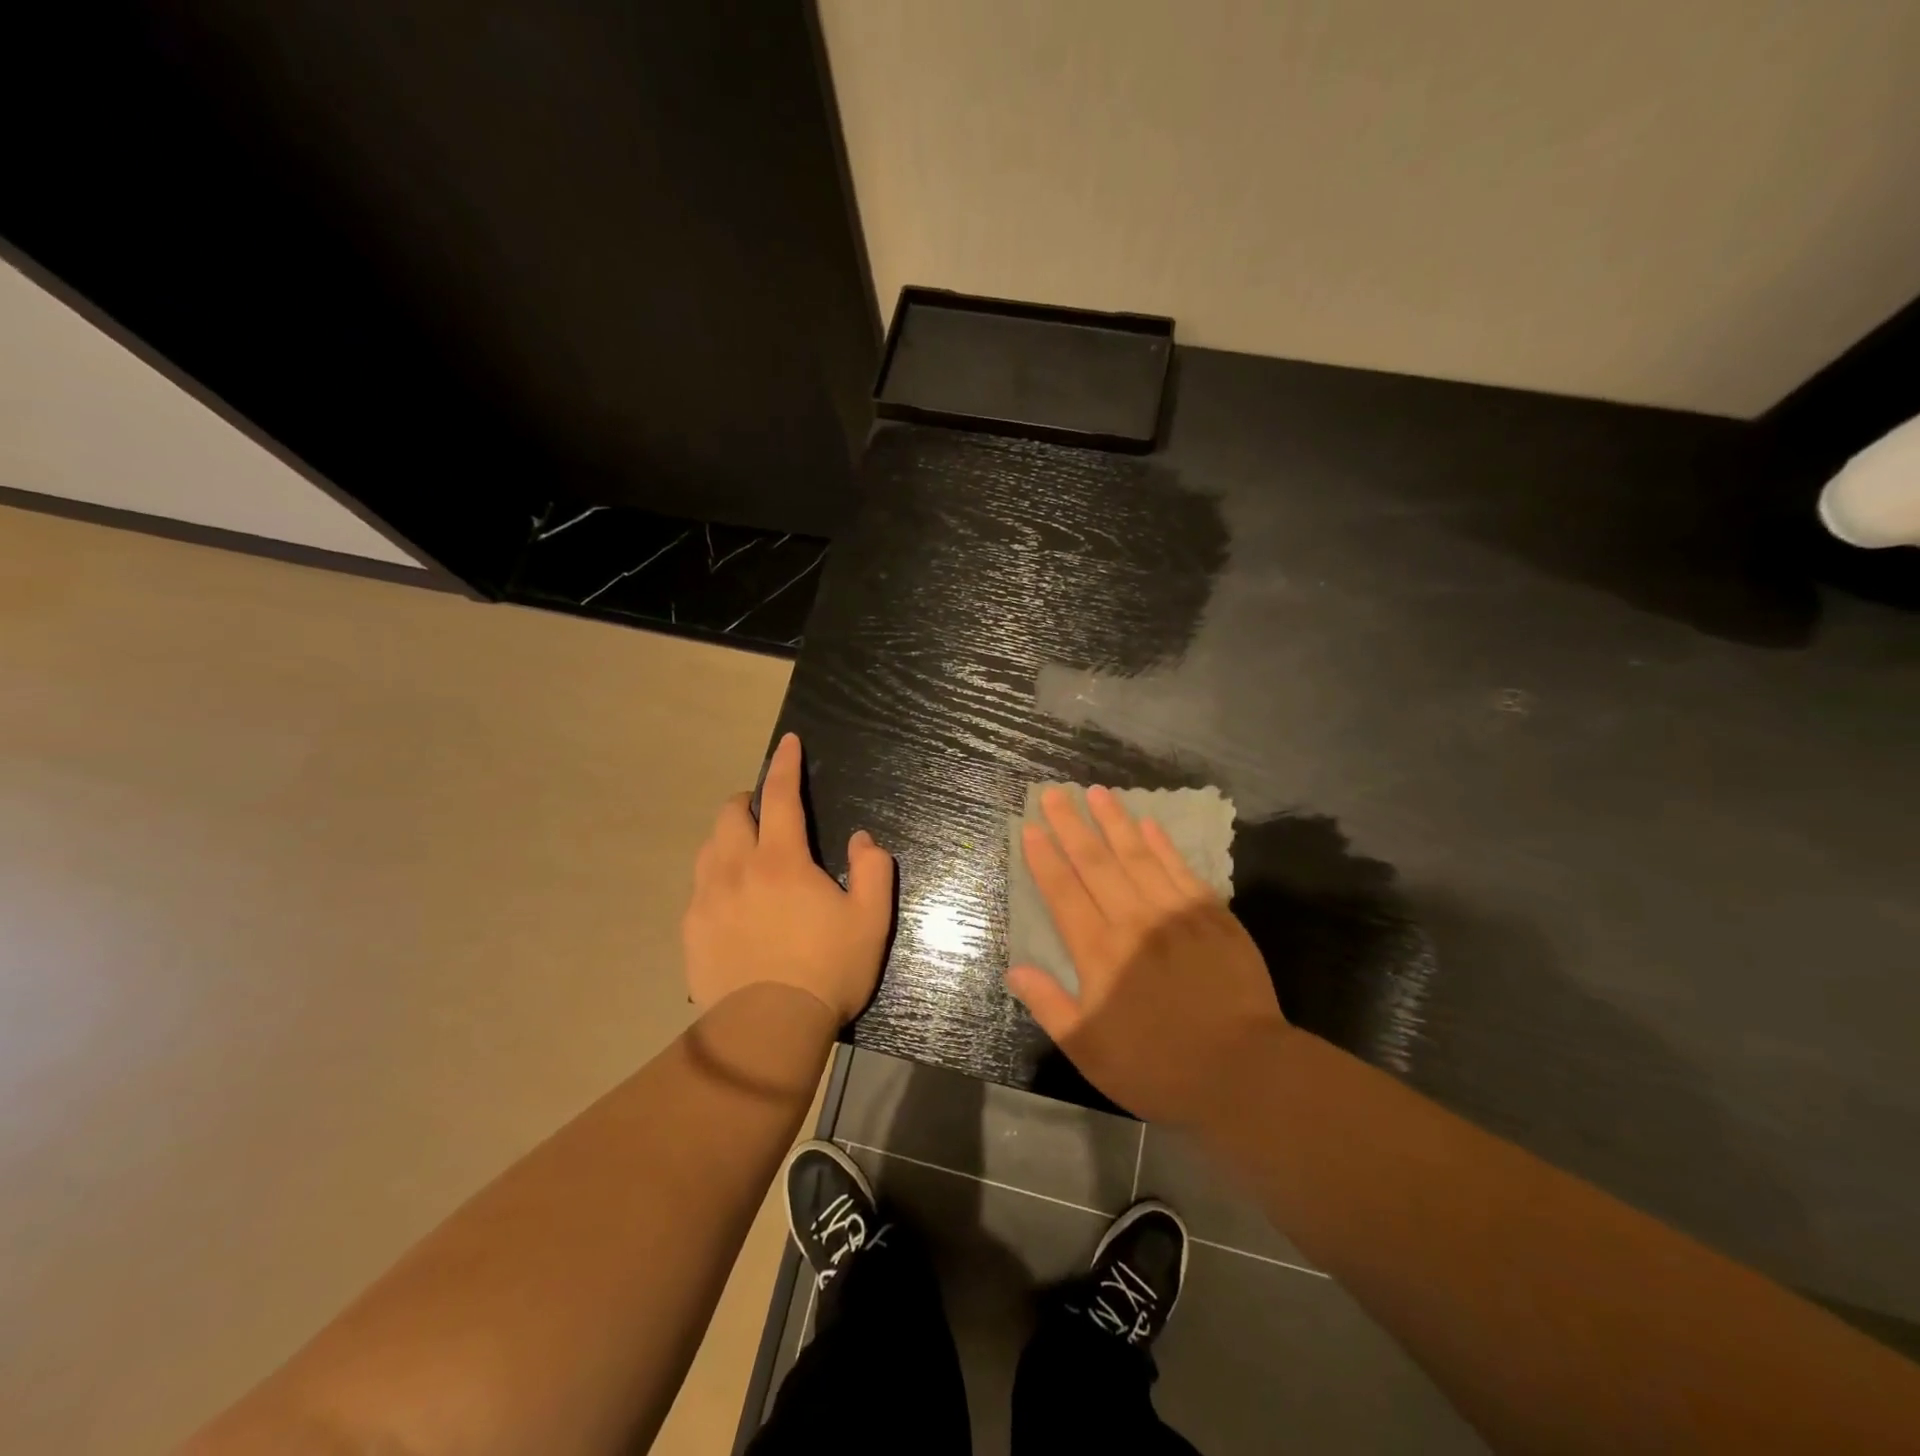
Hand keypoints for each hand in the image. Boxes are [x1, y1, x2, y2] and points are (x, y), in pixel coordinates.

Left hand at [683, 732, 894, 1022]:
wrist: (766, 1031)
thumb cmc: (826, 972)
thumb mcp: (871, 921)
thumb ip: (874, 871)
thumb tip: (862, 840)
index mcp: (781, 861)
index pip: (780, 796)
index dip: (785, 764)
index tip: (787, 743)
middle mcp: (736, 868)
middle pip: (730, 814)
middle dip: (749, 801)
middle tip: (767, 813)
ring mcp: (706, 899)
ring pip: (709, 847)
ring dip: (729, 837)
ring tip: (748, 854)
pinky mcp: (691, 929)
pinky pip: (699, 886)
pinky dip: (716, 877)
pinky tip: (731, 901)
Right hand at [1006, 785, 1289, 1124]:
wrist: (1244, 1072)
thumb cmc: (1158, 1067)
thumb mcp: (1090, 1050)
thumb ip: (1050, 1006)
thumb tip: (1015, 970)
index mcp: (1099, 952)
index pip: (1063, 892)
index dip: (1044, 858)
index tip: (1030, 828)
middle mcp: (1133, 921)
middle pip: (1095, 863)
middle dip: (1071, 825)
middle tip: (1054, 793)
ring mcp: (1176, 913)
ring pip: (1137, 856)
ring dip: (1114, 822)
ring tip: (1096, 792)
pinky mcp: (1213, 916)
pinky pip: (1180, 869)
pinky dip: (1162, 844)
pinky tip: (1148, 824)